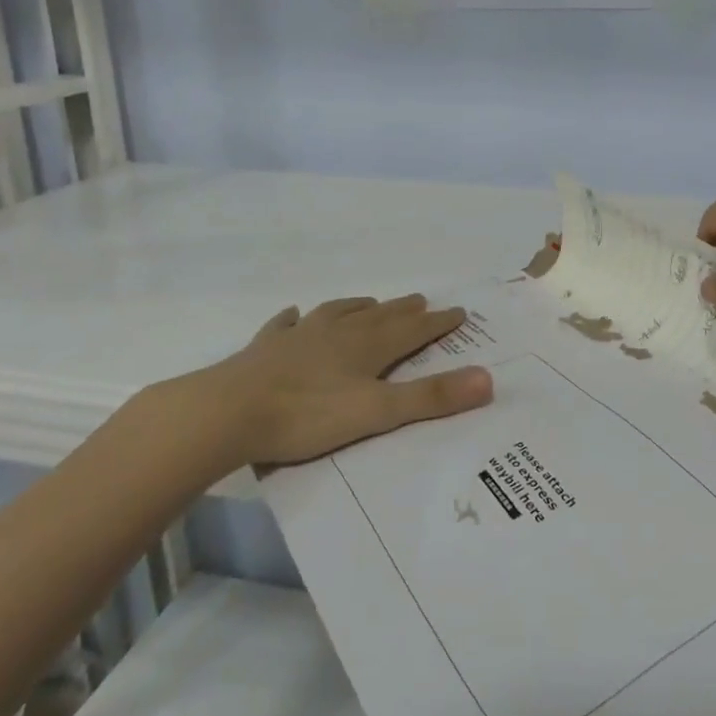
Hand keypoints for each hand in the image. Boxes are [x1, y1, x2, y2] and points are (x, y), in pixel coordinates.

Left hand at [142, 295, 492, 476]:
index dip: (437, 323)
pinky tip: (293, 314)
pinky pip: (284, 325)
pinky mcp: (265, 349)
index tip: (459, 313)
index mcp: (366, 347)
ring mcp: (298, 337)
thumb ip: (431, 398)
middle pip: (378, 317)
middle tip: (421, 300)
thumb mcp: (377, 413)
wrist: (227, 412)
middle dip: (403, 311)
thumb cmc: (307, 415)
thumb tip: (488, 379)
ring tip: (370, 303)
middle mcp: (336, 333)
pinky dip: (294, 319)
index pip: (411, 330)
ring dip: (357, 308)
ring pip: (336, 314)